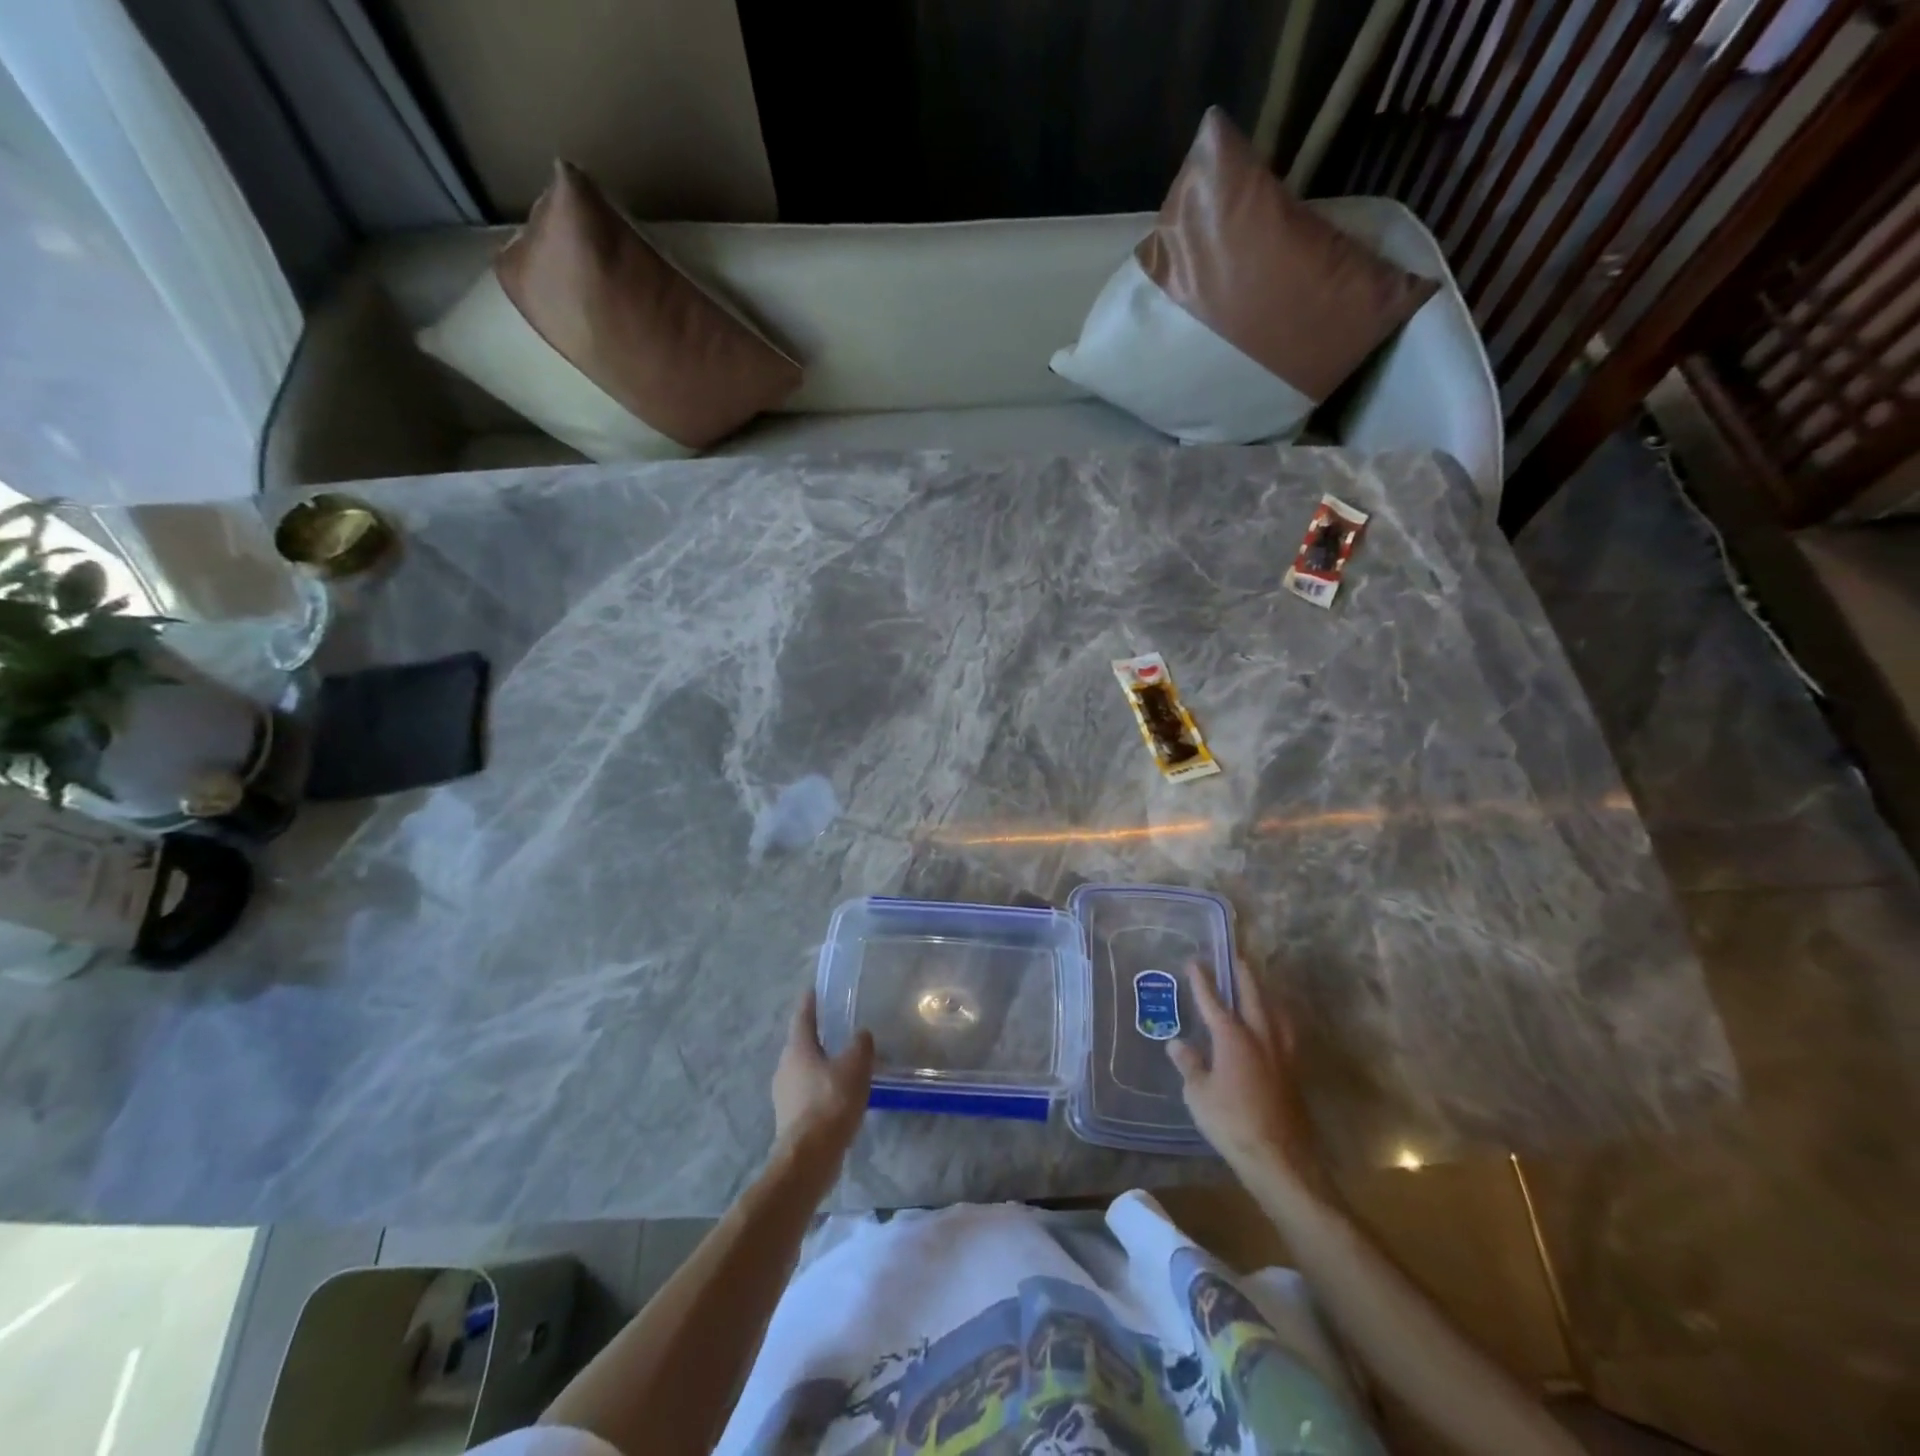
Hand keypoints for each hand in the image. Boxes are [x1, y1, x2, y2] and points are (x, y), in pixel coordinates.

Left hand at [772, 989, 874, 1157]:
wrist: (809, 1158)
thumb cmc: (831, 1102)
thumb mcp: (855, 1067)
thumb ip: (860, 1045)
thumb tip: (861, 1034)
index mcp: (797, 1048)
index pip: (803, 1016)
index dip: (810, 1002)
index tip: (814, 989)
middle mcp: (785, 1067)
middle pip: (801, 1044)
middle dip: (818, 1035)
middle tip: (837, 1026)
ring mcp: (785, 1094)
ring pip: (804, 1070)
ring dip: (821, 1064)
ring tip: (844, 1062)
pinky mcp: (790, 1118)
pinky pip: (808, 1092)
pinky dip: (822, 1087)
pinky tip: (840, 1094)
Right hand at [1167, 959, 1322, 1183]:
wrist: (1280, 1159)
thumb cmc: (1231, 1123)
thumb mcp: (1198, 1094)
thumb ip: (1189, 1065)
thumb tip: (1177, 1043)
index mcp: (1233, 1038)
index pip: (1213, 1001)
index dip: (1202, 981)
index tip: (1194, 961)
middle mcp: (1260, 1037)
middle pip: (1253, 996)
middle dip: (1243, 975)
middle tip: (1236, 956)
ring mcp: (1281, 1054)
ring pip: (1276, 1012)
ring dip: (1266, 995)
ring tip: (1261, 986)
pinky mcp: (1294, 1073)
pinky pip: (1286, 1033)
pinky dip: (1278, 1019)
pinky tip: (1275, 1027)